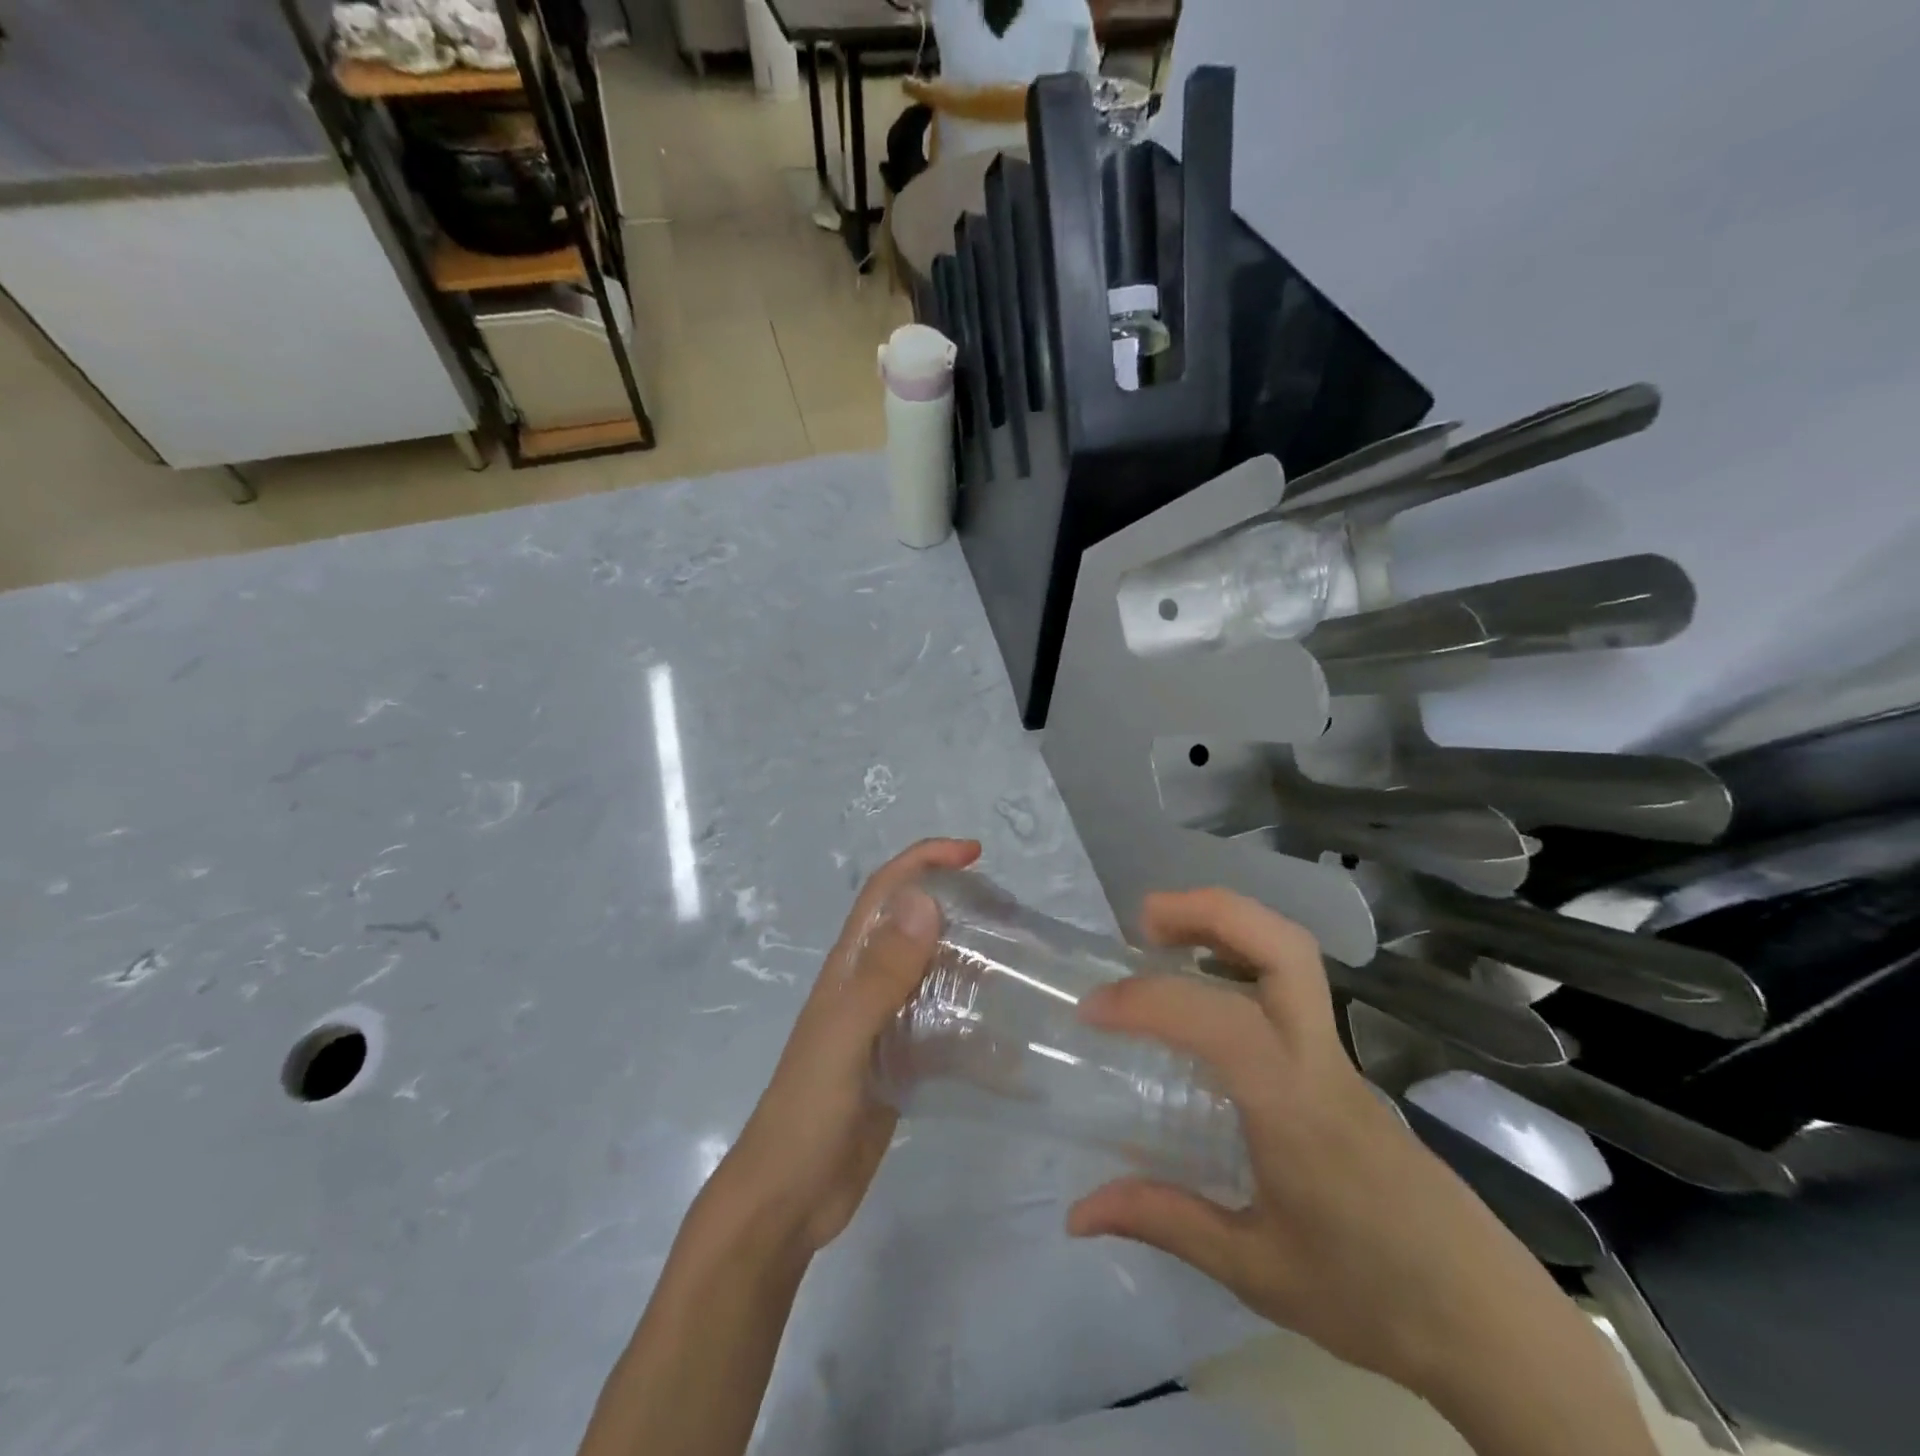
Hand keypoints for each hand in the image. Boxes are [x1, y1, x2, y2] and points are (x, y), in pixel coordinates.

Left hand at [713, 838, 978, 1255]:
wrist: (789, 1200)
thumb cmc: (809, 1110)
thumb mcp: (845, 1036)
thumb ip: (882, 973)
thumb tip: (924, 900)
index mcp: (849, 967)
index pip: (886, 891)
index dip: (923, 860)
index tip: (974, 854)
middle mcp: (868, 986)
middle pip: (915, 925)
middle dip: (957, 905)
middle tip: (1011, 913)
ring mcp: (885, 1025)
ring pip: (933, 973)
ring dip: (969, 959)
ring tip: (1018, 964)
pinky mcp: (902, 1062)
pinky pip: (942, 1024)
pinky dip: (972, 1019)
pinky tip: (1007, 1035)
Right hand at [1066, 891, 1655, 1455]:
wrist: (1491, 1327)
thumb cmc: (1372, 1299)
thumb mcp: (1257, 1271)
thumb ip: (1165, 1221)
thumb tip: (1077, 1213)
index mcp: (1296, 1109)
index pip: (1221, 1022)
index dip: (1149, 1001)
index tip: (1094, 1010)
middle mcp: (1320, 1061)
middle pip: (1283, 947)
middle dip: (1210, 912)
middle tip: (1144, 921)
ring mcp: (1340, 1056)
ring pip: (1294, 954)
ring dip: (1228, 924)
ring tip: (1165, 938)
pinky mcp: (1344, 1065)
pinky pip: (1292, 987)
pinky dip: (1242, 957)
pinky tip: (1207, 992)